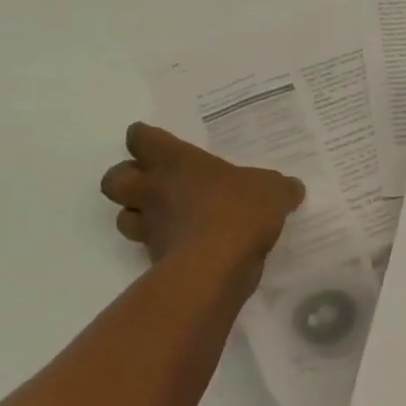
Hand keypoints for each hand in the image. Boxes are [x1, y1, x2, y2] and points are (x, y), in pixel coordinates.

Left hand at [99, 124, 304, 285]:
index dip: (145, 138)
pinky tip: (185, 248)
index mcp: (175, 161)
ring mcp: (150, 227)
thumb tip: (293, 188)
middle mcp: (154, 190)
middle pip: (113, 179)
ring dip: (136, 216)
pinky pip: (149, 249)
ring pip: (122, 217)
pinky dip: (161, 248)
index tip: (157, 143)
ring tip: (163, 218)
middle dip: (125, 179)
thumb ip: (279, 187)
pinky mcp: (154, 261)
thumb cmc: (239, 211)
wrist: (216, 267)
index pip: (140, 138)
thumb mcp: (272, 191)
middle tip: (152, 183)